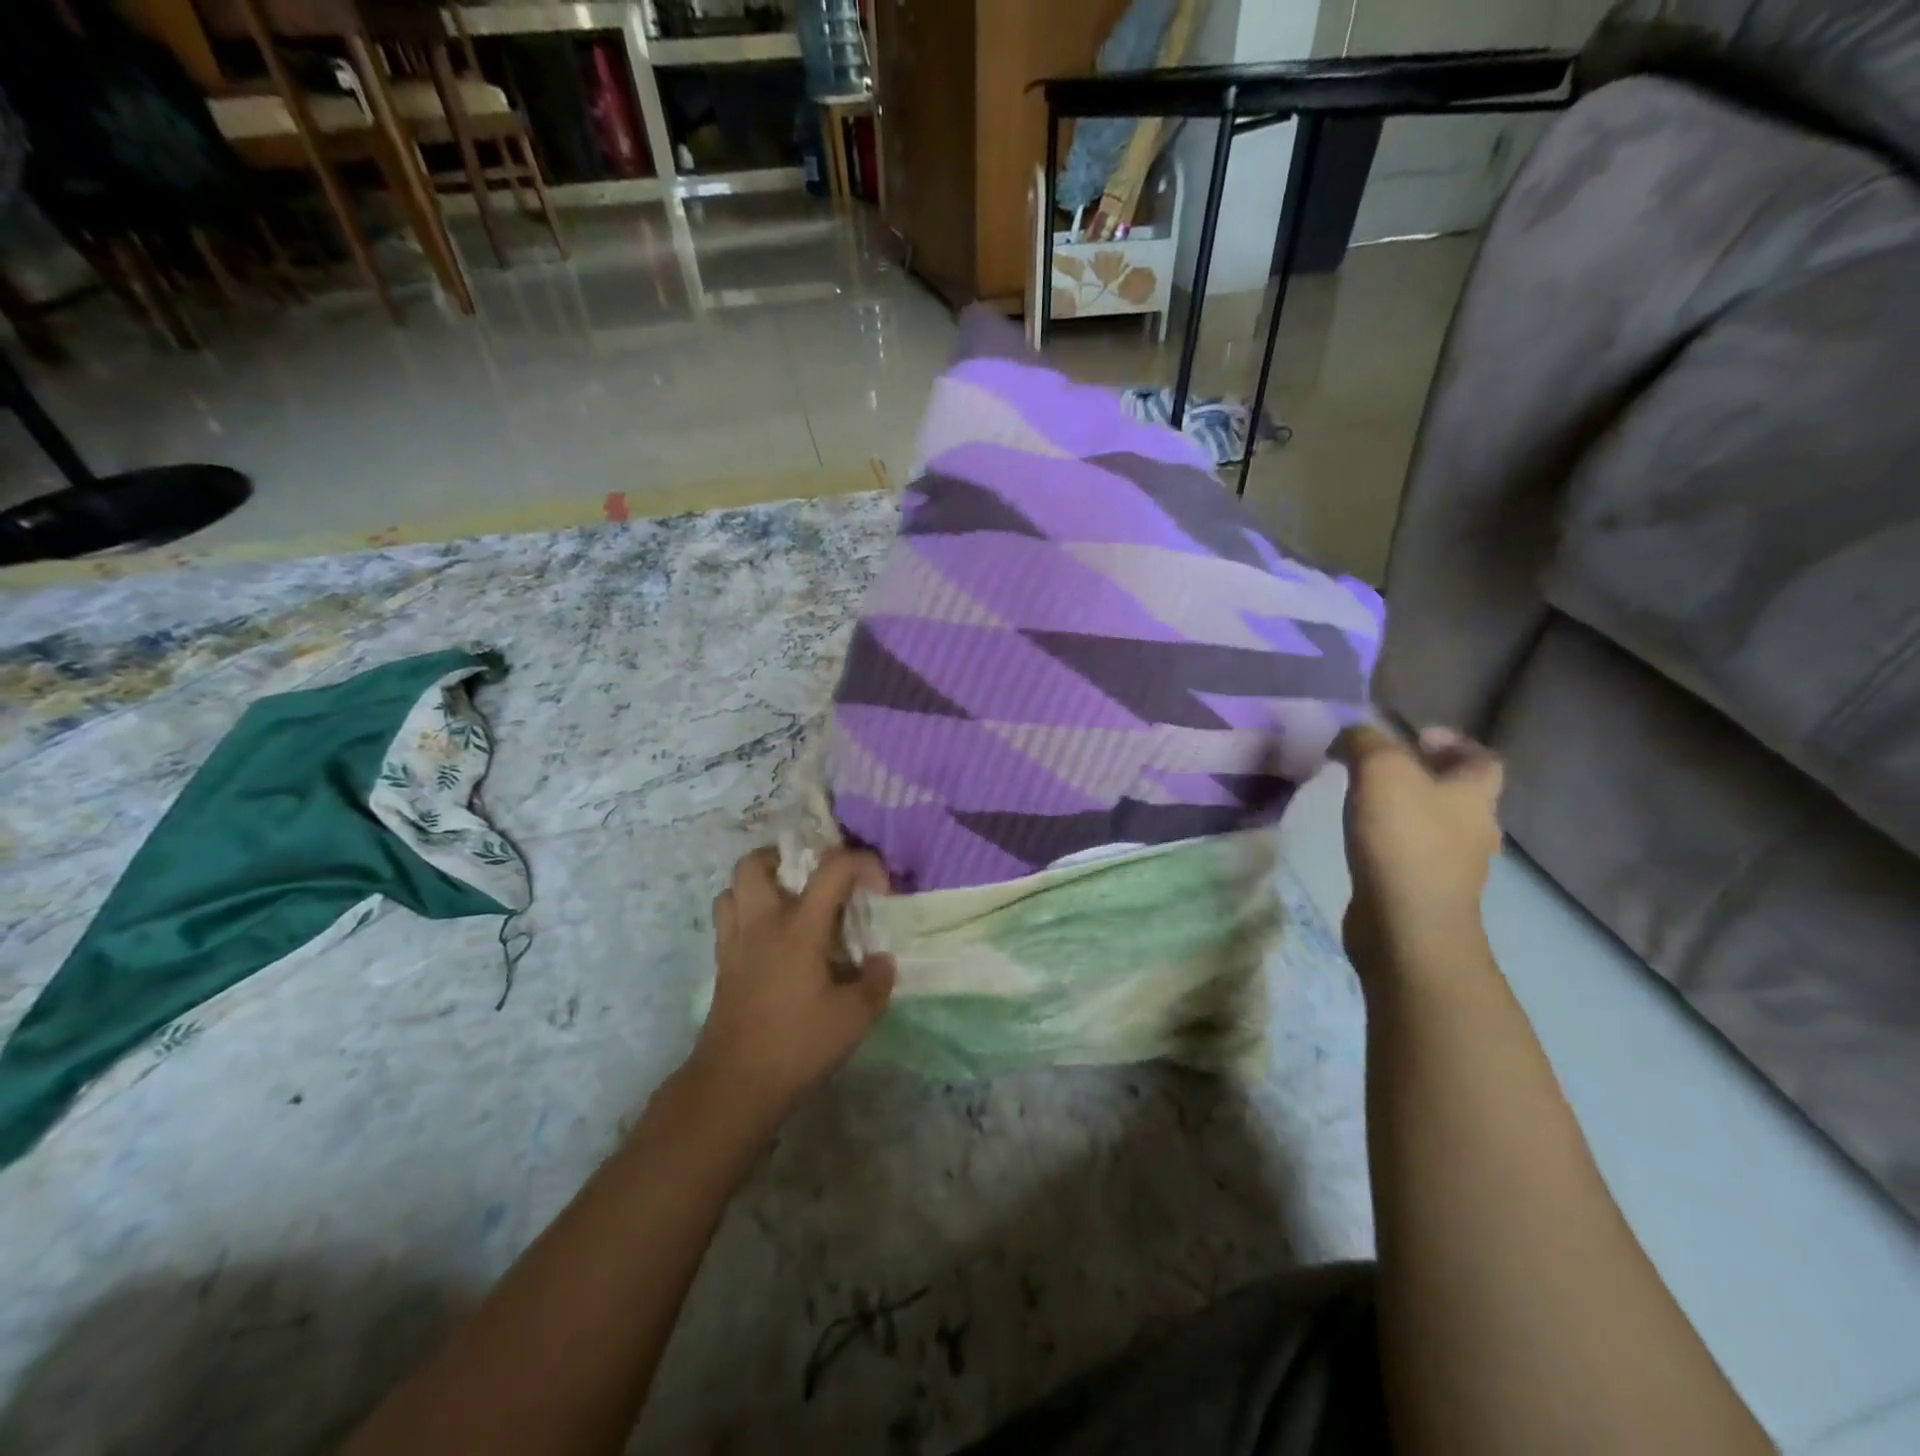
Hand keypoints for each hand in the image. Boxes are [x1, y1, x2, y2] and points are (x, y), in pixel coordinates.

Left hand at [688, 846, 895, 1125]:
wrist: (735, 1084)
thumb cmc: (797, 1045)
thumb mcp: (854, 1018)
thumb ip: (876, 982)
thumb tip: (881, 960)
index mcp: (799, 927)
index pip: (833, 868)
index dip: (863, 863)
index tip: (879, 888)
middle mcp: (762, 923)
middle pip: (756, 863)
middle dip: (785, 857)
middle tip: (811, 877)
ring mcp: (735, 942)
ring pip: (732, 887)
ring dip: (758, 883)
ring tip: (786, 901)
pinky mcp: (721, 965)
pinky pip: (726, 919)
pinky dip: (745, 913)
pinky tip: (769, 938)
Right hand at [1331, 724, 1503, 985]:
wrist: (1406, 927)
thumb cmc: (1403, 841)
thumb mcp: (1380, 771)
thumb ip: (1365, 742)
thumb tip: (1353, 734)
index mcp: (1474, 795)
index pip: (1482, 759)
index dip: (1454, 743)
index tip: (1414, 737)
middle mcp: (1474, 829)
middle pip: (1458, 793)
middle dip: (1424, 776)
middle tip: (1380, 768)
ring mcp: (1454, 868)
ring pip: (1436, 826)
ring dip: (1407, 811)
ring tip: (1363, 803)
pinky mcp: (1426, 894)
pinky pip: (1413, 856)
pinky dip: (1393, 843)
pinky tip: (1363, 842)